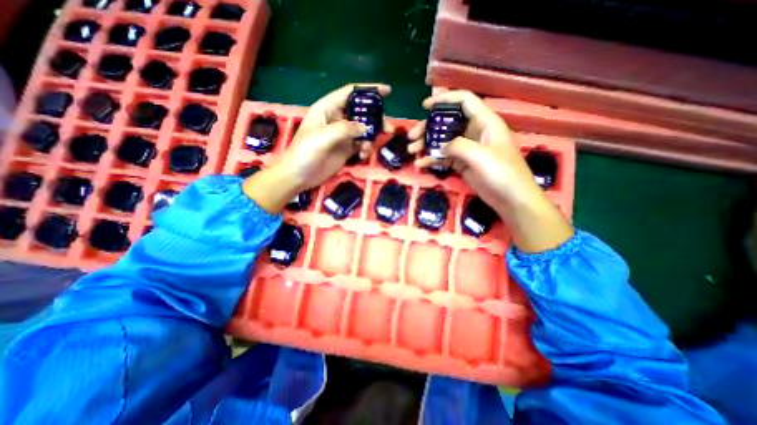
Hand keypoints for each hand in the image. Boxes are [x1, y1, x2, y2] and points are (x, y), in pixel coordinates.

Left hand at [245, 84, 392, 212]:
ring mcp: (342, 135)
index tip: (387, 92)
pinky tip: (362, 156)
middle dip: (375, 119)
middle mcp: (336, 119)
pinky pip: (361, 144)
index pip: (350, 93)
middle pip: (361, 112)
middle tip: (388, 129)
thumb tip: (365, 128)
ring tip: (369, 148)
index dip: (368, 90)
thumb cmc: (305, 153)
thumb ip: (344, 129)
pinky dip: (365, 149)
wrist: (299, 177)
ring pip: (363, 130)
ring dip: (371, 137)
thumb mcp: (322, 137)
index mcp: (327, 109)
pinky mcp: (346, 149)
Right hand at [408, 90, 537, 215]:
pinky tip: (421, 165)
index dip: (445, 99)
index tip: (425, 106)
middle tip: (412, 137)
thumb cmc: (502, 174)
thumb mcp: (481, 156)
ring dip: (427, 144)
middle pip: (448, 122)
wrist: (511, 200)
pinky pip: (444, 157)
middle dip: (428, 127)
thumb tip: (441, 146)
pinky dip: (432, 159)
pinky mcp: (463, 163)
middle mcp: (475, 132)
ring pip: (443, 140)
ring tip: (412, 151)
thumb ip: (459, 146)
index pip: (464, 101)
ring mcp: (468, 149)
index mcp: (484, 122)